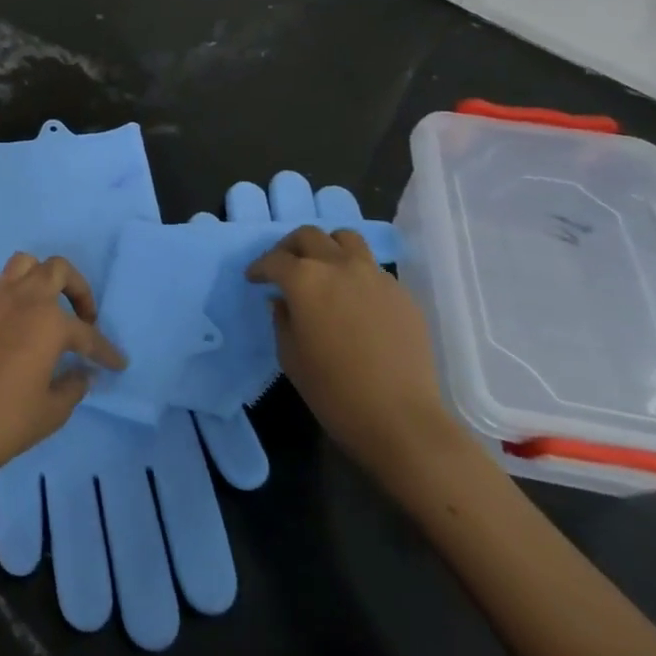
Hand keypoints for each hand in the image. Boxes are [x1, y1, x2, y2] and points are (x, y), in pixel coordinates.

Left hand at [0, 253, 126, 489]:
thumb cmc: (7, 421)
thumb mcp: (53, 410)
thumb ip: (74, 385)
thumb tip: (83, 372)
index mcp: (49, 322)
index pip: (87, 334)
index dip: (105, 351)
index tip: (118, 363)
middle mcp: (23, 298)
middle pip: (57, 270)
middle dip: (77, 289)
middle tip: (84, 317)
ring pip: (24, 264)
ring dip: (41, 278)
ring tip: (47, 307)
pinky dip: (10, 290)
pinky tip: (14, 318)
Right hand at [248, 226, 466, 486]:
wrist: (401, 419)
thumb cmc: (333, 390)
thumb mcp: (290, 356)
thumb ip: (282, 319)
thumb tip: (283, 300)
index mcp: (305, 280)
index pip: (274, 260)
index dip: (260, 268)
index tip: (254, 279)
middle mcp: (339, 266)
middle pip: (310, 236)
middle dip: (291, 247)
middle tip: (284, 267)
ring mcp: (375, 276)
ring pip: (347, 239)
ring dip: (328, 247)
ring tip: (323, 269)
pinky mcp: (401, 293)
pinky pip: (372, 269)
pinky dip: (356, 273)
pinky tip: (354, 300)